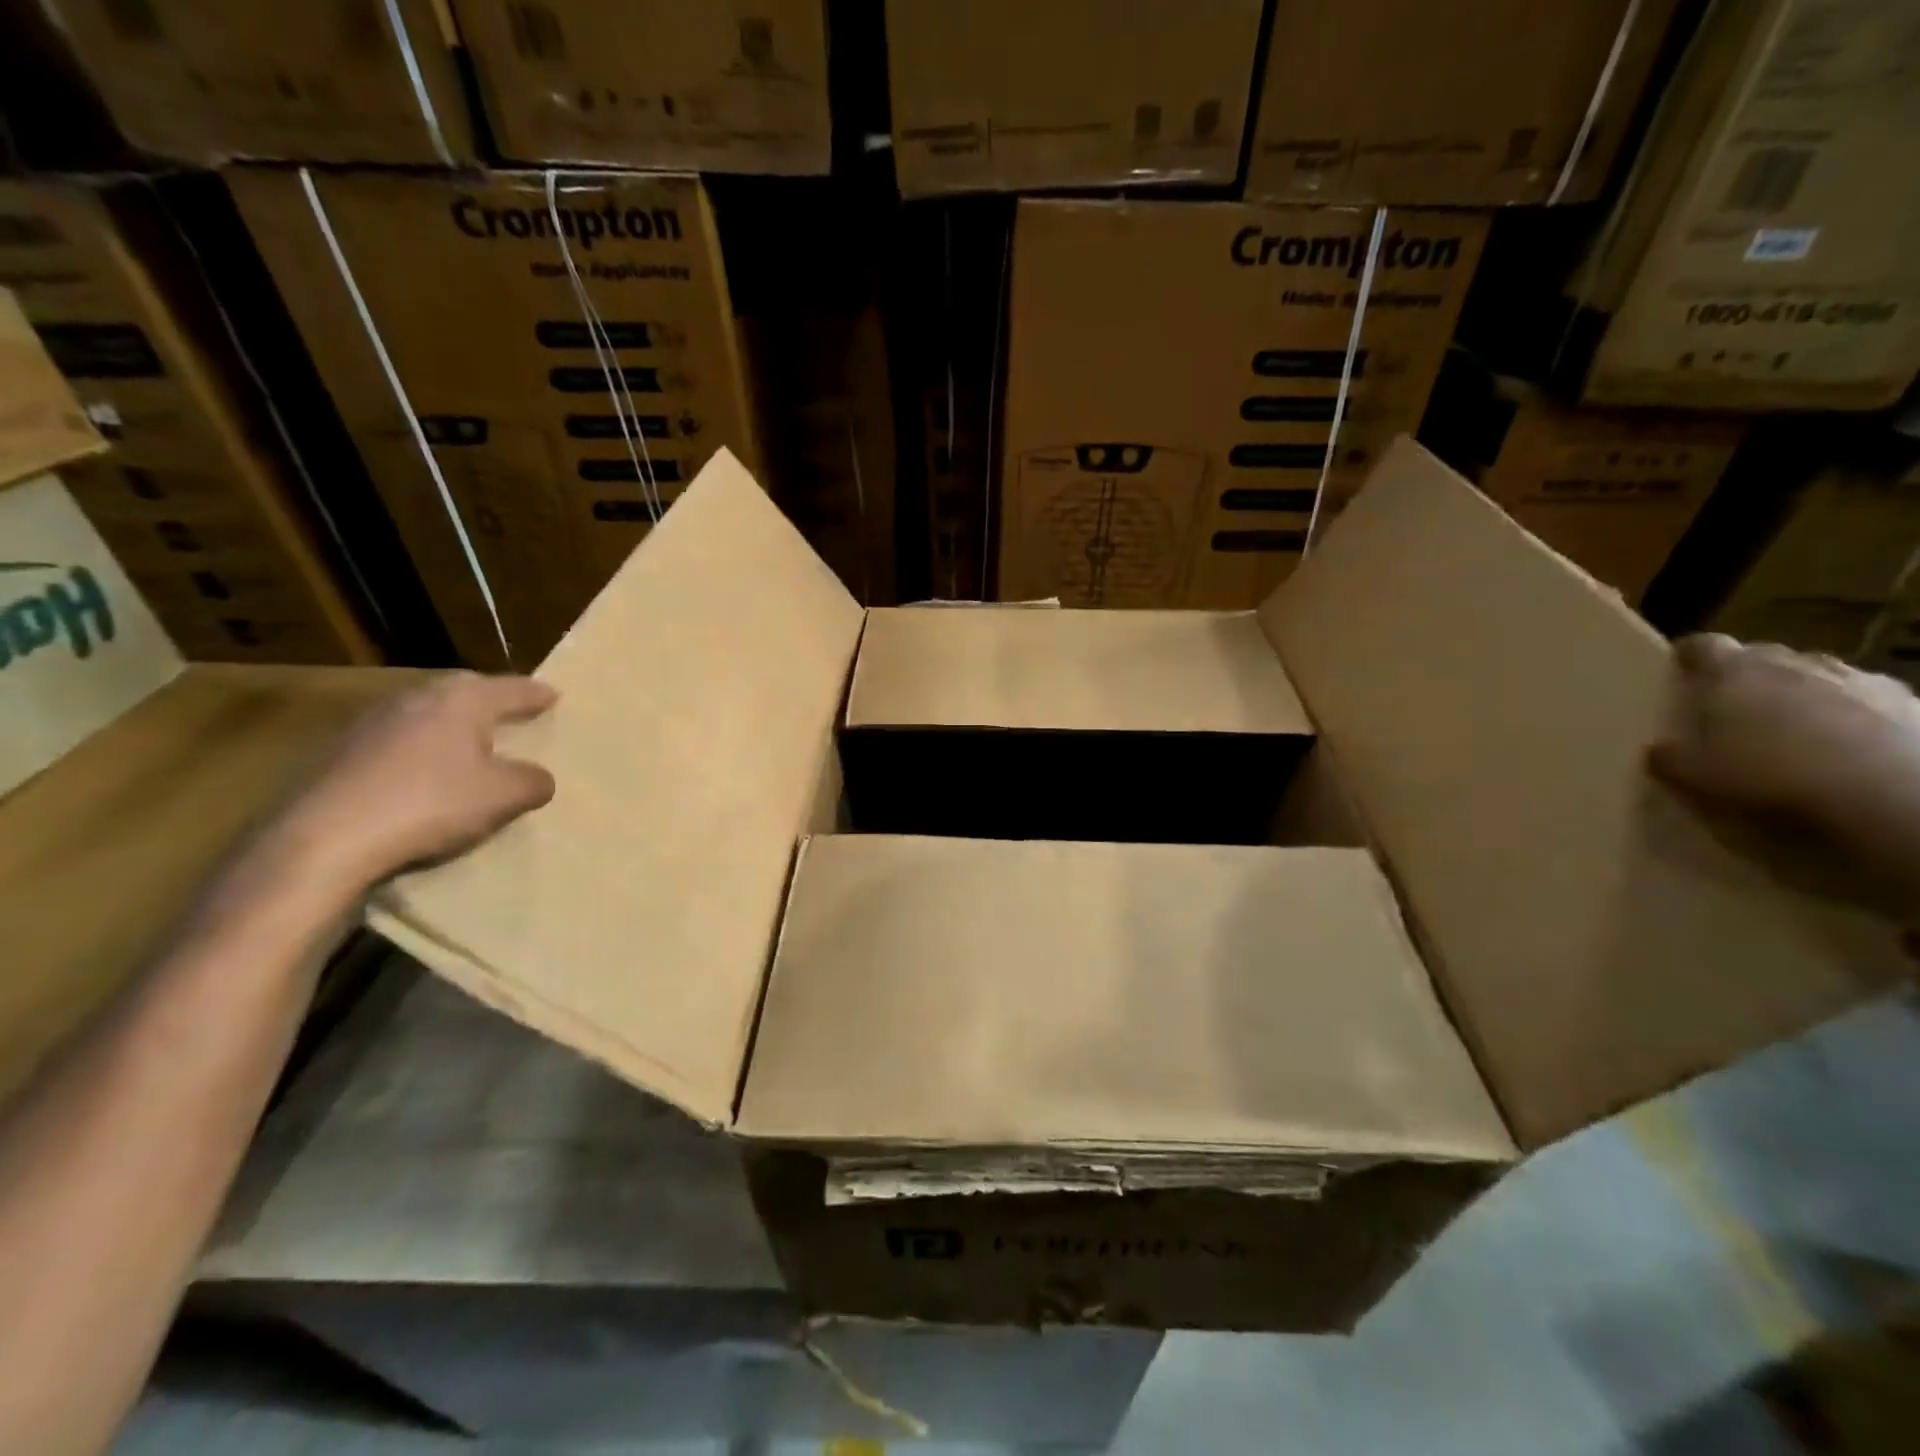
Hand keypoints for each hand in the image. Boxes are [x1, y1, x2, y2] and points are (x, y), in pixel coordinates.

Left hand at [270, 672, 558, 895]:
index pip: (511, 688)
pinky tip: (425, 774)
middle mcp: (416, 699)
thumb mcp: (504, 797)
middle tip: (512, 713)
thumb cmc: (430, 805)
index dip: (536, 694)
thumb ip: (533, 781)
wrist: (325, 840)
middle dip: (491, 700)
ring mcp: (373, 723)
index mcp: (461, 701)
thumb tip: (538, 778)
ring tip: (470, 745)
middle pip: (464, 690)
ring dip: (451, 725)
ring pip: (427, 713)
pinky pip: (399, 740)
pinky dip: (421, 749)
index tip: (554, 695)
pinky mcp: (342, 752)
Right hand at [1651, 634, 1919, 830]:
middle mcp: (1794, 663)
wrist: (1893, 794)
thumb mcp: (1694, 776)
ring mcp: (1858, 679)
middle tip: (1734, 711)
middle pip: (1763, 657)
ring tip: (1796, 733)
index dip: (1688, 657)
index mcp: (1734, 672)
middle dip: (1749, 677)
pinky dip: (1856, 717)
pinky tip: (1851, 752)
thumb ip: (1669, 757)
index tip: (1679, 674)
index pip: (1701, 645)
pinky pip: (1869, 702)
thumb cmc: (1771, 776)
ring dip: (1804, 695)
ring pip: (1819, 676)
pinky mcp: (1911, 704)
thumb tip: (1659, 750)